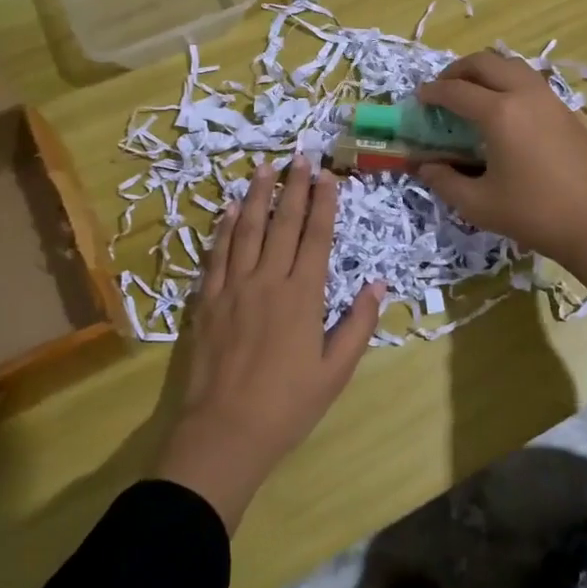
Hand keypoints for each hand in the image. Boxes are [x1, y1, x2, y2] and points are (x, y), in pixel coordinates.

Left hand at [154, 157, 382, 531]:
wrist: (225, 432)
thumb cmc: (287, 406)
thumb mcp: (335, 372)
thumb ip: (357, 325)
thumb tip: (379, 284)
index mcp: (303, 296)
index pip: (316, 237)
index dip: (323, 203)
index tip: (327, 175)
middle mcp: (268, 280)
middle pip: (283, 223)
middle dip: (294, 187)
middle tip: (300, 156)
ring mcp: (233, 287)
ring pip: (247, 229)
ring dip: (257, 195)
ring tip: (264, 167)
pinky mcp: (207, 299)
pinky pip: (217, 253)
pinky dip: (224, 228)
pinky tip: (229, 209)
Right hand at [415, 51, 586, 345]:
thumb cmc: (536, 214)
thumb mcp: (479, 204)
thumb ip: (445, 182)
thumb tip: (424, 166)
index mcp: (499, 113)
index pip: (456, 91)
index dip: (432, 92)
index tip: (418, 98)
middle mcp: (524, 95)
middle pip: (485, 62)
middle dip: (458, 70)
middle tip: (443, 88)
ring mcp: (550, 100)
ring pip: (512, 66)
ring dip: (486, 71)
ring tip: (472, 93)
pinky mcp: (568, 111)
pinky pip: (530, 81)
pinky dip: (508, 82)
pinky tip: (505, 111)